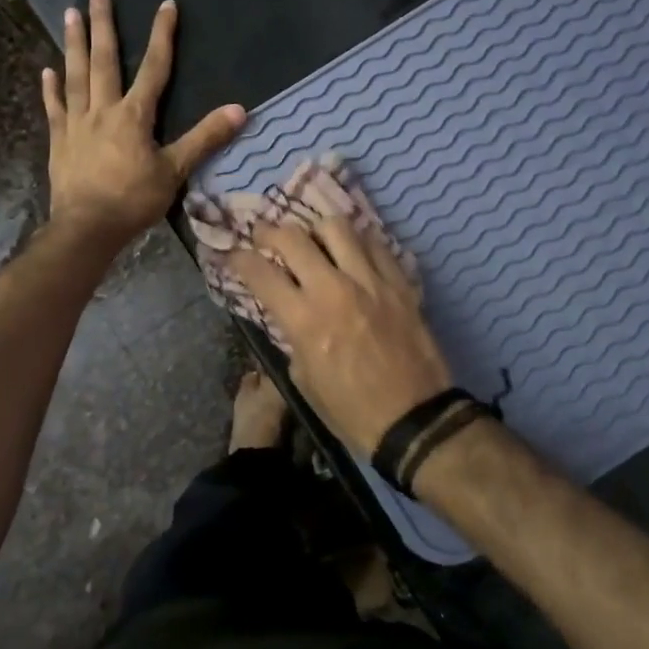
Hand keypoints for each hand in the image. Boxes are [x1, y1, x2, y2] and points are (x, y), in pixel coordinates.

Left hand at [43, 0, 245, 251]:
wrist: (87, 228)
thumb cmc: (133, 200)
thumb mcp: (175, 171)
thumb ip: (205, 139)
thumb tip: (240, 110)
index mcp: (134, 116)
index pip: (154, 68)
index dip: (162, 36)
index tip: (166, 5)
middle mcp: (103, 110)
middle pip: (104, 60)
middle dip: (104, 25)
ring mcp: (77, 123)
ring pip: (75, 76)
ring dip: (74, 44)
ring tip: (69, 13)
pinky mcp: (59, 140)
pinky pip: (55, 108)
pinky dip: (50, 88)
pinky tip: (46, 69)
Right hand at [226, 217, 453, 457]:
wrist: (415, 421)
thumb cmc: (351, 411)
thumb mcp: (304, 380)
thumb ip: (293, 337)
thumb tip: (290, 312)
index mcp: (305, 320)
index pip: (261, 273)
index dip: (239, 259)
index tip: (233, 255)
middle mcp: (334, 289)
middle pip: (293, 237)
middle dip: (270, 232)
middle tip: (265, 236)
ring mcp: (371, 281)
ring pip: (337, 227)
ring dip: (316, 231)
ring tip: (314, 242)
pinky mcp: (400, 283)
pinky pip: (375, 244)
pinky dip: (357, 243)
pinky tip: (352, 255)